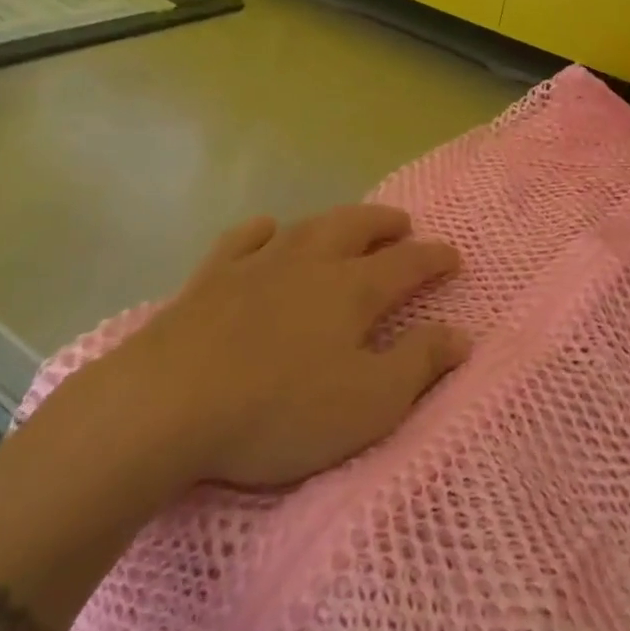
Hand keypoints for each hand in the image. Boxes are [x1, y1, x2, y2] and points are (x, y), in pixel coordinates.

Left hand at [112, 206, 467, 490]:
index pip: (407, 263)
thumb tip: (461, 335)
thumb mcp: (368, 403)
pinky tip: (268, 231)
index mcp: (352, 290)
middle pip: (357, 227)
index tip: (454, 256)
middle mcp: (309, 263)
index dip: (435, 257)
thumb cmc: (280, 410)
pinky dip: (263, 230)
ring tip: (349, 224)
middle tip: (403, 225)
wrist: (168, 403)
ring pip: (307, 226)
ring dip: (336, 220)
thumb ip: (419, 365)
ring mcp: (257, 264)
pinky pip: (244, 239)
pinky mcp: (211, 278)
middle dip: (386, 223)